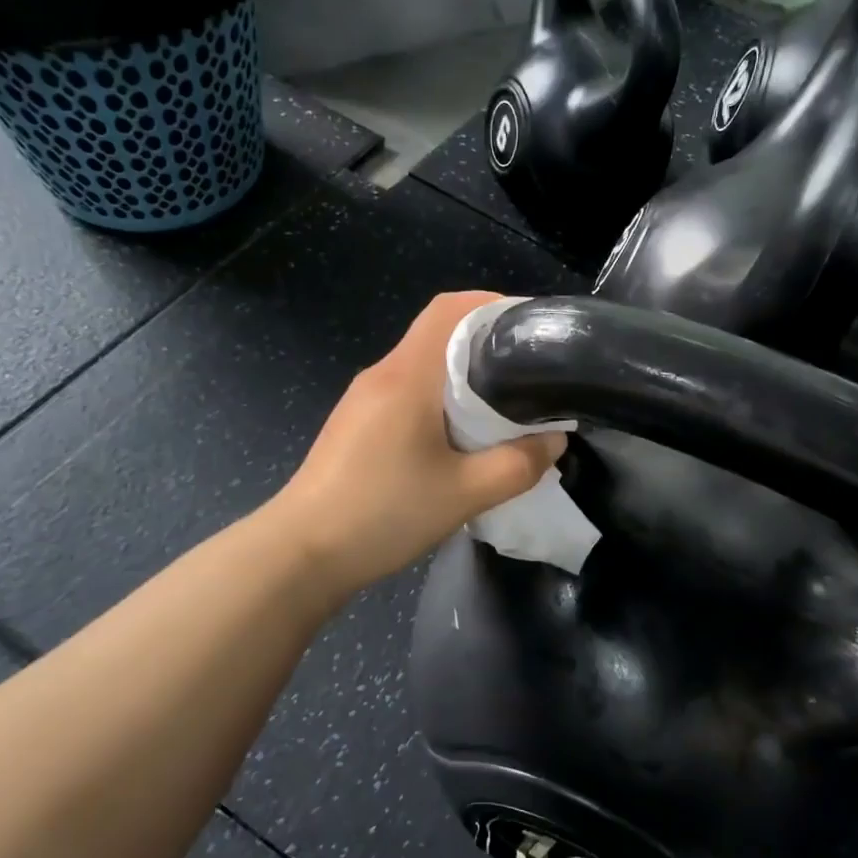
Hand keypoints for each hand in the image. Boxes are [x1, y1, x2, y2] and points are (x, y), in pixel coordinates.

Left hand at [276, 292, 564, 598]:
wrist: (302, 553)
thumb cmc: (383, 514)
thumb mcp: (464, 495)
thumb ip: (517, 465)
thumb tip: (554, 440)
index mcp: (407, 375)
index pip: (450, 308)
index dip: (492, 304)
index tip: (532, 328)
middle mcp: (382, 374)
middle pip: (439, 333)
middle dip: (487, 343)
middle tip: (531, 371)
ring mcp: (363, 398)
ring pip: (423, 365)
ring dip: (464, 375)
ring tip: (505, 403)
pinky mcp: (357, 423)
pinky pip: (407, 392)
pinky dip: (441, 398)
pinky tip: (461, 434)